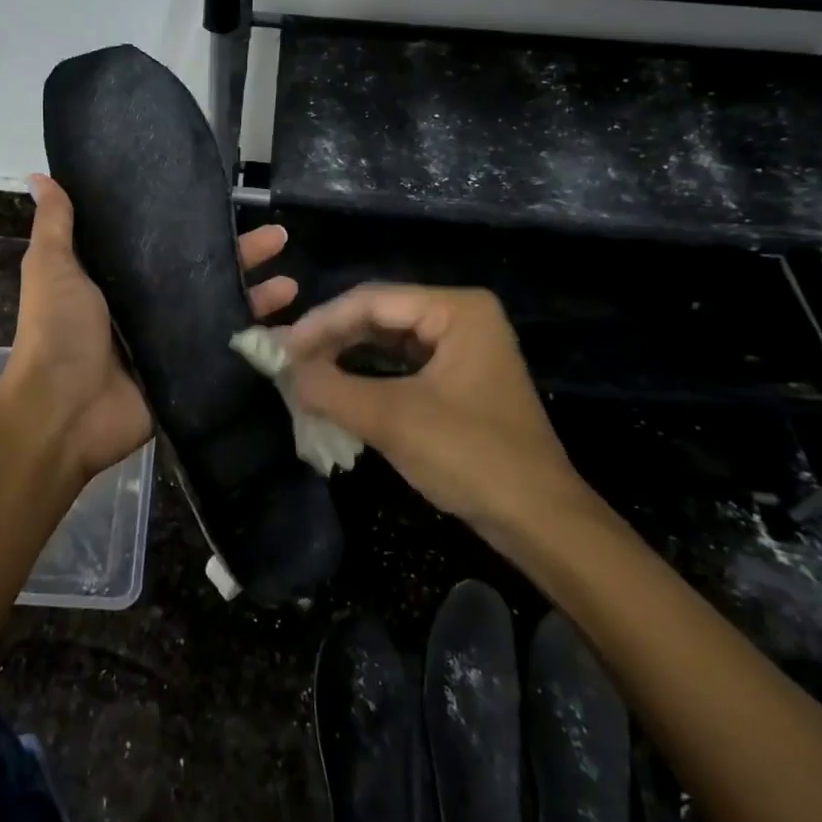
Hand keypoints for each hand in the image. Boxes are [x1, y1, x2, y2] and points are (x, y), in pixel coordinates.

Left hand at [2, 174, 298, 482]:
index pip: (162, 242)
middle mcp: (145, 304)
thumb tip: (43, 176)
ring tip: (292, 279)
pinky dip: (255, 335)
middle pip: (200, 271)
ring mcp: (169, 339)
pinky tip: (289, 321)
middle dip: (239, 254)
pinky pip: (224, 346)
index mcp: (114, 278)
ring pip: (219, 306)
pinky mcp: (186, 370)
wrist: (64, 412)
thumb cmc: (58, 332)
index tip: (221, 202)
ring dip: (256, 293)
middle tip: (278, 236)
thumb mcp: (52, 268)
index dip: (191, 224)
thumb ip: (56, 225)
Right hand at [279, 284, 590, 546]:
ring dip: (346, 356)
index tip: (280, 348)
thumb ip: (332, 389)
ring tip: (304, 374)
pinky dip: (367, 375)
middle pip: (380, 315)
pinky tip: (338, 388)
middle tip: (288, 362)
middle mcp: (461, 317)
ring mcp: (462, 347)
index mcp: (457, 309)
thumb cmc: (472, 457)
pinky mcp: (458, 378)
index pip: (373, 300)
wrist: (540, 521)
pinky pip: (402, 364)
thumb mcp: (393, 420)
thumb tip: (283, 370)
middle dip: (332, 339)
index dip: (321, 323)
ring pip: (388, 340)